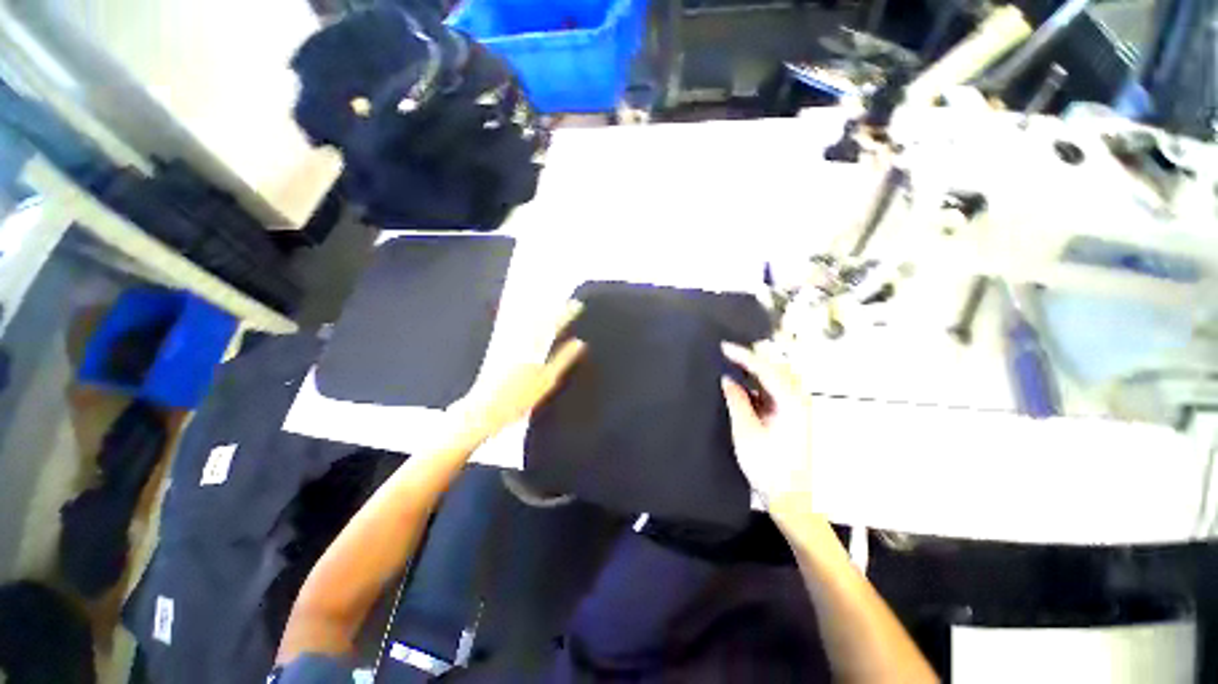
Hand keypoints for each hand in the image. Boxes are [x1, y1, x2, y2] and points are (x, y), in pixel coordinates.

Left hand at [451, 301, 586, 443]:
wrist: (485, 408)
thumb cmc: (519, 399)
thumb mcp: (547, 381)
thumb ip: (563, 359)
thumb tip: (579, 343)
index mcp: (535, 349)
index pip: (554, 326)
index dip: (566, 315)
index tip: (576, 305)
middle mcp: (521, 342)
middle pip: (539, 319)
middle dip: (554, 309)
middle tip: (564, 302)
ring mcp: (508, 344)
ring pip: (526, 321)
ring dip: (539, 311)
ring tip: (549, 304)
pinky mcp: (499, 349)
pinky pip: (514, 328)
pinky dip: (523, 320)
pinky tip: (527, 317)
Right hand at [720, 342, 813, 511]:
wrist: (791, 500)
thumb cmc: (768, 467)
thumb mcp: (746, 431)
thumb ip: (737, 401)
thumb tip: (727, 380)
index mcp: (792, 403)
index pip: (766, 369)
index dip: (743, 355)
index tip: (723, 347)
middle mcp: (799, 401)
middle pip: (777, 369)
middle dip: (753, 359)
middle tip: (728, 355)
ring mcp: (798, 409)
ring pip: (778, 379)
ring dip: (757, 371)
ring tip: (734, 366)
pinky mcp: (792, 418)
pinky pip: (775, 392)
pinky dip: (759, 385)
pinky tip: (744, 387)